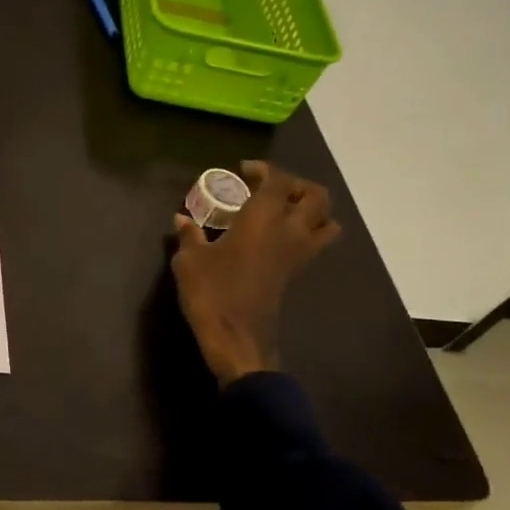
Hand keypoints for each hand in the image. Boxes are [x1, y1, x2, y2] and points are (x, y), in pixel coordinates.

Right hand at [171, 161, 340, 387]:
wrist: (237, 339)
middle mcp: (289, 231)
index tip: (243, 172)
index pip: (278, 180)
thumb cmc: (211, 292)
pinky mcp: (296, 274)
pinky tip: (277, 239)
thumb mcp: (189, 261)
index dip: (264, 170)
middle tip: (269, 189)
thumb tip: (182, 219)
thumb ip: (189, 236)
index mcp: (263, 218)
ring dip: (312, 210)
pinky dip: (306, 233)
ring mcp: (298, 254)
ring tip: (284, 212)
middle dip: (296, 185)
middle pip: (316, 196)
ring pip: (327, 222)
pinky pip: (316, 244)